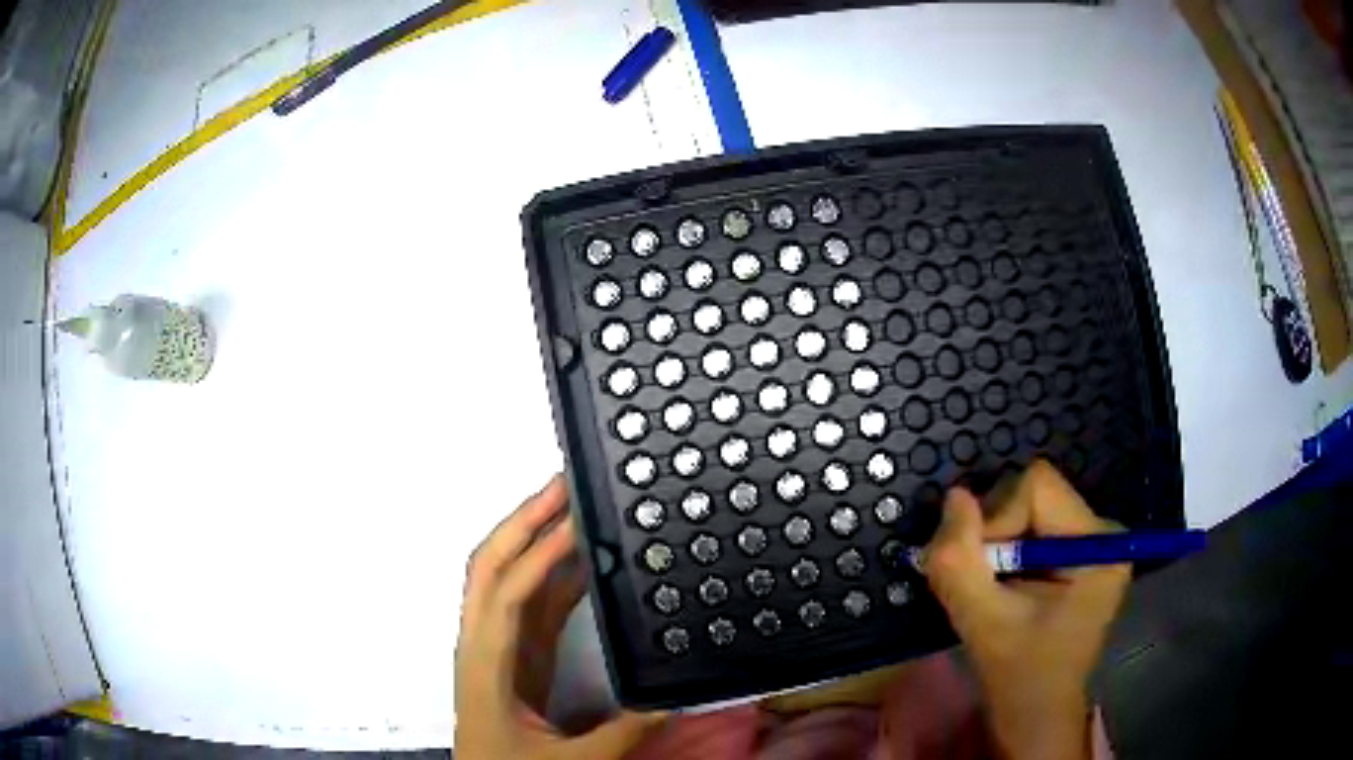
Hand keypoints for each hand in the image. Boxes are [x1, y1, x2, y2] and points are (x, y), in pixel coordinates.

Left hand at [455, 475, 665, 758]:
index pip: (507, 592)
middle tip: (563, 483)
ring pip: (507, 577)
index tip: (577, 520)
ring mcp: (498, 645)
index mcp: (487, 661)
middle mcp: (485, 641)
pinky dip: (553, 575)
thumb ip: (622, 732)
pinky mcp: (516, 655)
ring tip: (573, 506)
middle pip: (491, 565)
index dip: (540, 554)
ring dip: (535, 538)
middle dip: (523, 520)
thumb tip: (671, 701)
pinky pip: (531, 603)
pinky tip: (582, 561)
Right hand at [922, 460, 1129, 759]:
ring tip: (991, 588)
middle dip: (994, 532)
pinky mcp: (1078, 551)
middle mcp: (1102, 530)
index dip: (995, 518)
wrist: (1038, 712)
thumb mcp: (982, 623)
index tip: (981, 571)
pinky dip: (1005, 549)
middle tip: (982, 583)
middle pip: (1033, 494)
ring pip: (1028, 507)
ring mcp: (1092, 539)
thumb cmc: (1019, 676)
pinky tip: (1003, 585)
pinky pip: (1032, 524)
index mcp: (1097, 545)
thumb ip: (959, 561)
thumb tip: (953, 497)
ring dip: (997, 542)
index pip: (1037, 488)